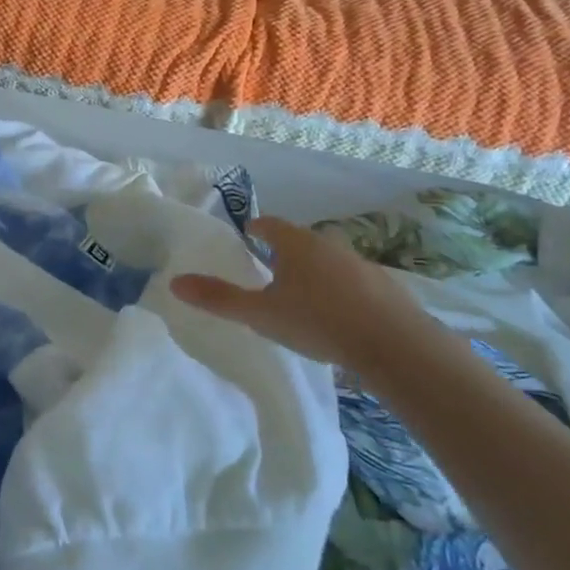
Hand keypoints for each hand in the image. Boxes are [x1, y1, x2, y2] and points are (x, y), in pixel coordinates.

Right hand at [169, 216, 412, 364]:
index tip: (247, 236)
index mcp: (296, 244)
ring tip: (301, 295)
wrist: (394, 344)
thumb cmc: (317, 321)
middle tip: (268, 269)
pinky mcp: (384, 288)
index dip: (256, 229)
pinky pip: (353, 282)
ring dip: (314, 272)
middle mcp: (328, 245)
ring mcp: (360, 264)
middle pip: (300, 241)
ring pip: (328, 261)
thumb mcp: (261, 313)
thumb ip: (219, 299)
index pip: (270, 225)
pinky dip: (340, 291)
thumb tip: (176, 283)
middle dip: (284, 252)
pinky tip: (337, 315)